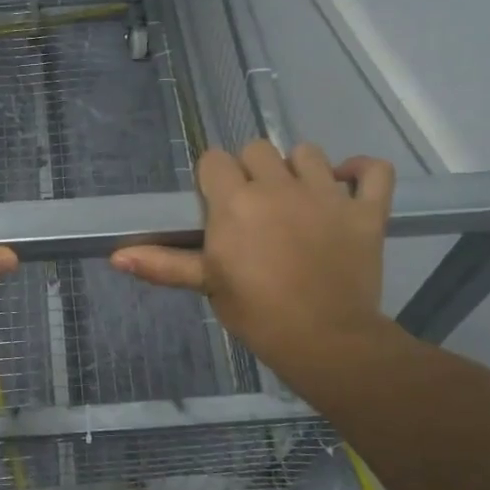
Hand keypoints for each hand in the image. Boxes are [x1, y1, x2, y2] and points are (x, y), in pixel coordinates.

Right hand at [111, 141, 401, 397]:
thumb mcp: (208, 285)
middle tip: (255, 207)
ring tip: (297, 198)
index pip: (214, 160)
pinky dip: (362, 171)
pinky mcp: (365, 210)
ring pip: (308, 152)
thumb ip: (163, 263)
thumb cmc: (257, 314)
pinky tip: (348, 183)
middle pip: (258, 148)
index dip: (214, 179)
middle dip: (252, 171)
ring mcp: (327, 194)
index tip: (217, 205)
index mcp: (236, 202)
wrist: (325, 341)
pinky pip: (373, 170)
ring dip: (299, 169)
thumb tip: (116, 256)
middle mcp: (278, 186)